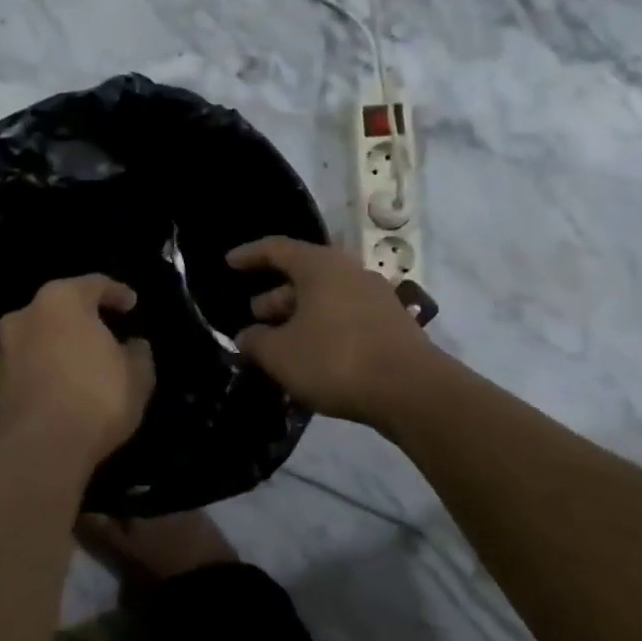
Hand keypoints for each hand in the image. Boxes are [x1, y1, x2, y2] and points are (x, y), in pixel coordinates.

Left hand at [0, 275, 155, 471]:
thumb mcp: (137, 376)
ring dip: (59, 347)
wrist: (38, 450)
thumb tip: (134, 346)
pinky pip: (27, 369)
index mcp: (60, 300)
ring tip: (83, 367)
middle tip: (106, 334)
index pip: (94, 284)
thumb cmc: (95, 398)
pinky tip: (62, 391)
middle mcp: (25, 316)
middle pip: (59, 309)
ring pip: (39, 339)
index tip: (132, 305)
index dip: (117, 293)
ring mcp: (3, 351)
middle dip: (83, 320)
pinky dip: (45, 373)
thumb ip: (138, 354)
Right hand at [228, 237, 435, 427]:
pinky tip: (310, 359)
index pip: (277, 249)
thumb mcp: (280, 354)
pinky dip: (322, 331)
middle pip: (303, 276)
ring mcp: (375, 298)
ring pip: (325, 300)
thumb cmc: (335, 359)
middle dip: (275, 296)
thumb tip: (247, 337)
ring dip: (298, 317)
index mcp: (320, 266)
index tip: (229, 263)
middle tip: (254, 316)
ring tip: (278, 344)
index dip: (250, 255)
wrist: (412, 391)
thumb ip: (255, 342)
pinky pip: (345, 319)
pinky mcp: (391, 325)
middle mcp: (350, 272)